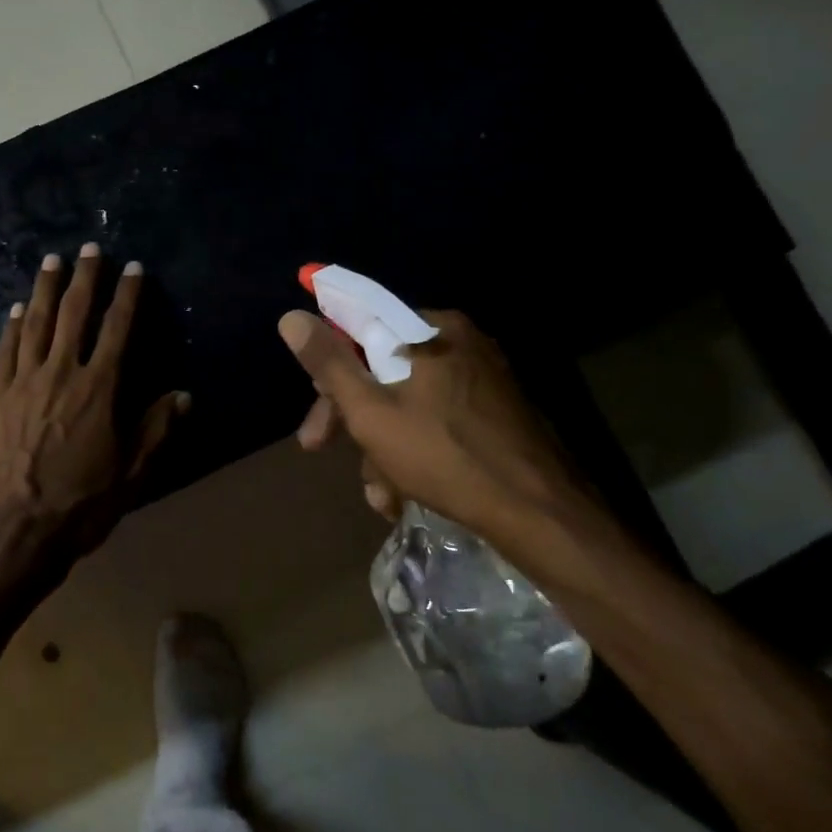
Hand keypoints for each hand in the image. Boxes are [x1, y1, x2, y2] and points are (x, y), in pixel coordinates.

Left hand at [0, 244, 188, 562]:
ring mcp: (23, 382)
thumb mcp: (132, 474)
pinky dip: (13, 325)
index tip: (134, 268)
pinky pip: (6, 351)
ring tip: (52, 260)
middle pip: (75, 314)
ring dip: (46, 289)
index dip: (128, 296)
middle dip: (85, 278)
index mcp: (98, 389)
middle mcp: (60, 373)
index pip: (118, 330)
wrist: (12, 532)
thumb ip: (156, 430)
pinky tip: (19, 308)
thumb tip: (182, 395)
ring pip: (37, 323)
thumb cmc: (80, 505)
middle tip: (90, 248)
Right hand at [278, 308, 598, 547]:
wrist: (540, 514)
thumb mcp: (372, 412)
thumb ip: (329, 364)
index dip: (329, 366)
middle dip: (352, 417)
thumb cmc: (445, 455)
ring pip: (408, 401)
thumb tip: (291, 316)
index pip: (362, 326)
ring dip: (381, 447)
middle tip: (321, 448)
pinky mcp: (497, 412)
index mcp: (433, 329)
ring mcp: (484, 378)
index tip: (314, 403)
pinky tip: (406, 495)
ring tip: (381, 494)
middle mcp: (461, 343)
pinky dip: (414, 451)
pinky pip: (437, 420)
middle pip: (383, 368)